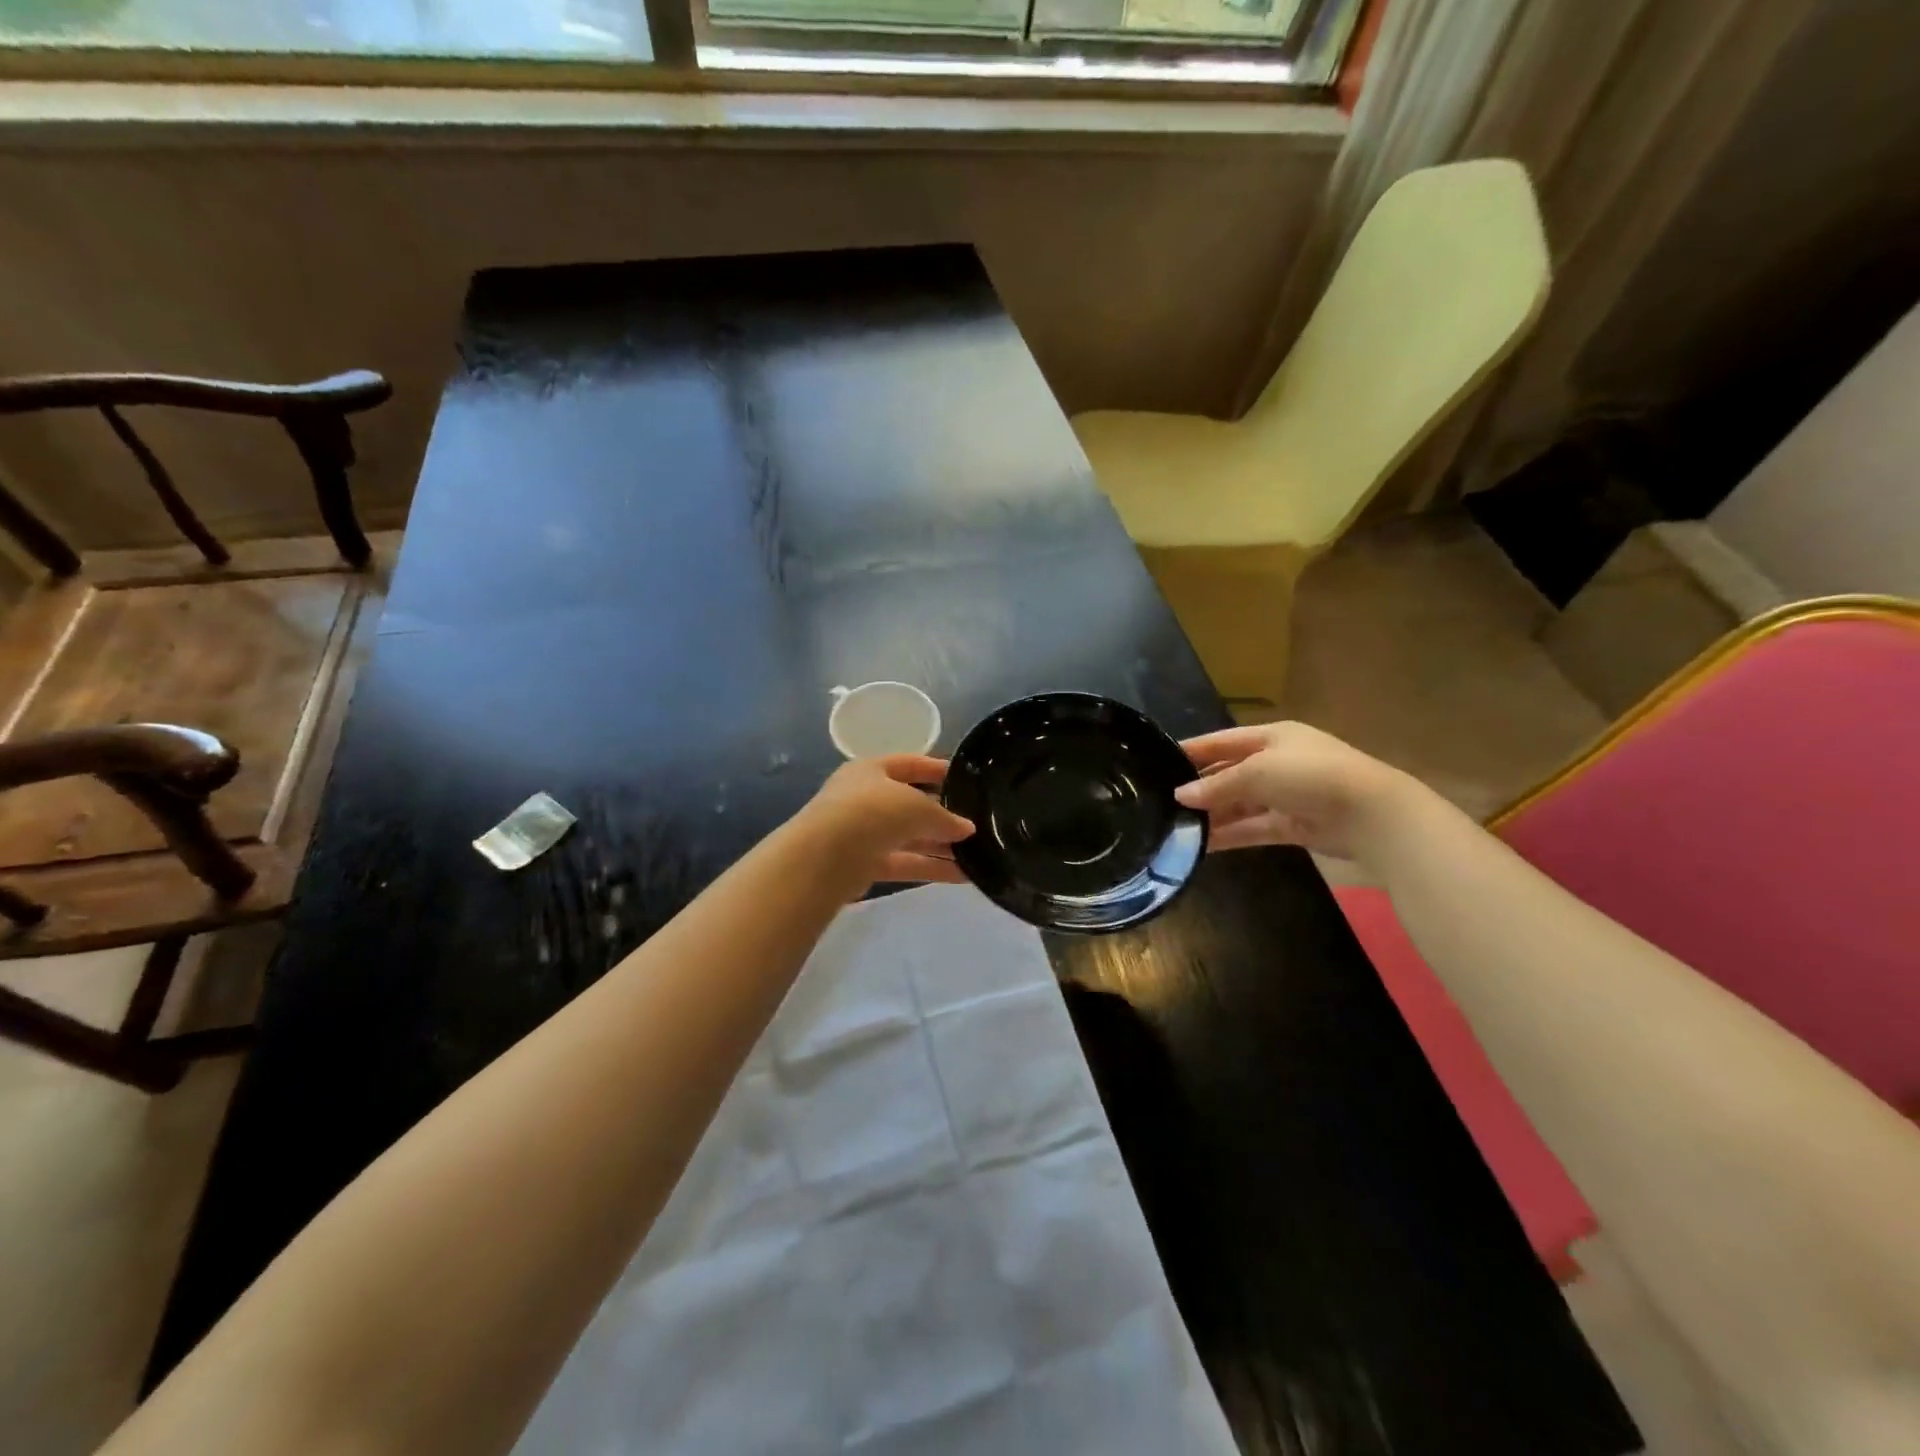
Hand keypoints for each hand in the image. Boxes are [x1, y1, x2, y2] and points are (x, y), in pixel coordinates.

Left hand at [800, 755, 975, 891]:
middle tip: (976, 824)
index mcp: (871, 770)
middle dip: (942, 816)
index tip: (964, 779)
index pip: (909, 764)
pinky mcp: (863, 865)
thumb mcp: (917, 806)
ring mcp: (862, 833)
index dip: (936, 769)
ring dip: (941, 847)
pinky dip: (930, 868)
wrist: (825, 857)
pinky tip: (962, 876)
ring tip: (978, 855)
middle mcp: (864, 798)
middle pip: (910, 805)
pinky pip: (904, 863)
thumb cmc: (872, 812)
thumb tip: (966, 828)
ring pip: (909, 837)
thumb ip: (944, 817)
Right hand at [1175, 722, 1410, 860]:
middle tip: (1162, 801)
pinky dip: (1230, 835)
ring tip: (1176, 827)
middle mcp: (1277, 763)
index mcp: (1271, 737)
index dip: (1192, 750)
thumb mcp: (1257, 773)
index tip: (1159, 762)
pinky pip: (1253, 828)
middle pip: (1229, 773)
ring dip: (1212, 815)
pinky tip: (1202, 844)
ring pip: (1240, 804)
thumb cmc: (1311, 776)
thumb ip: (1217, 785)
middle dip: (1200, 787)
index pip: (1222, 741)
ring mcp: (1286, 795)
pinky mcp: (1293, 825)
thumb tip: (1180, 796)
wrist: (1373, 815)